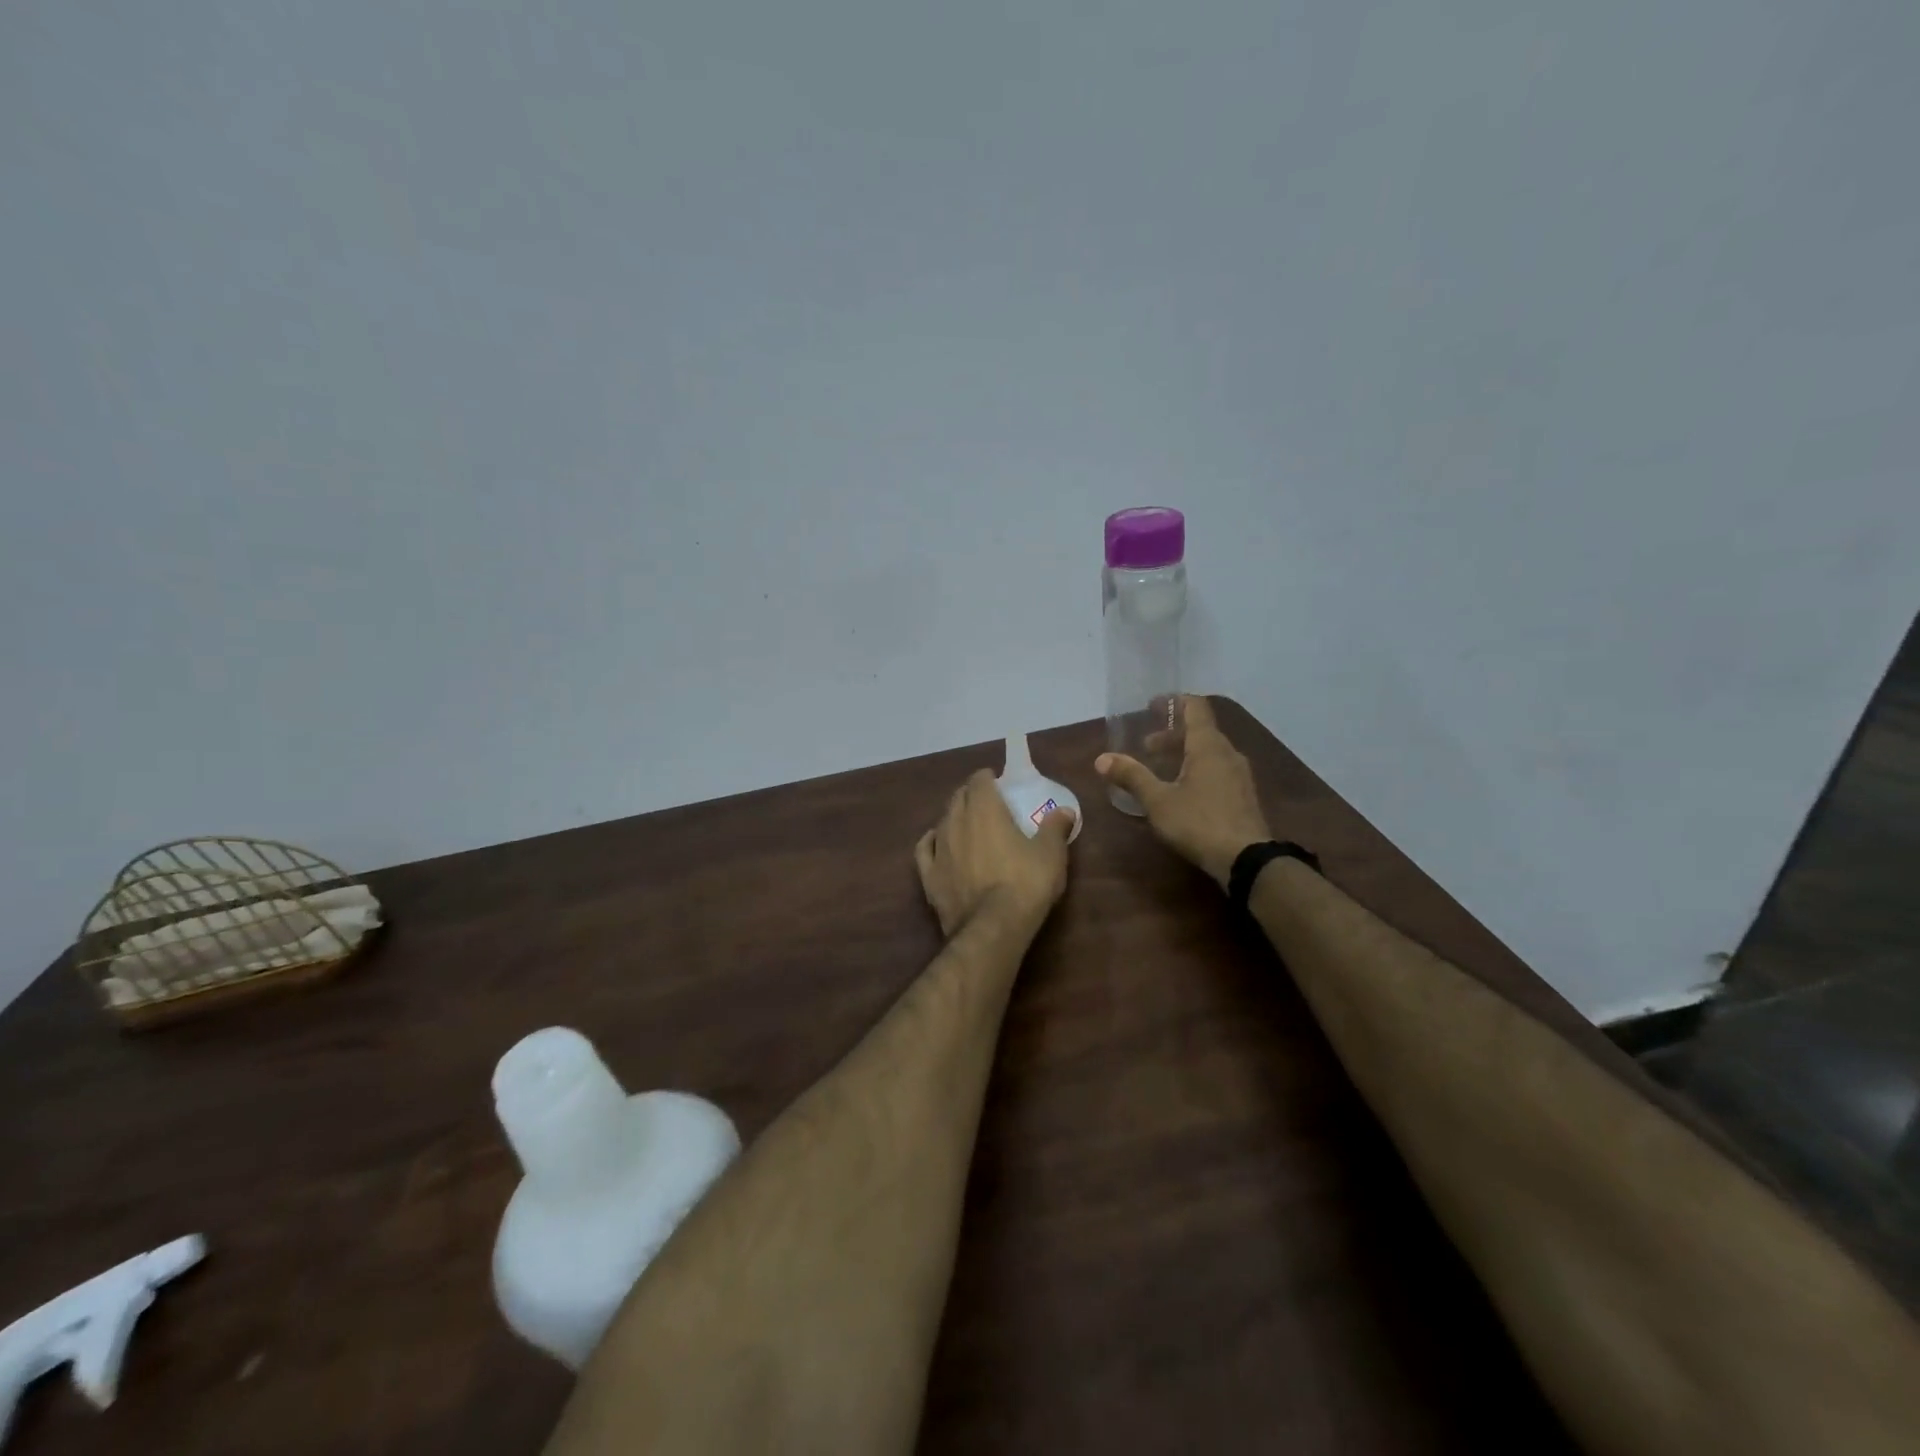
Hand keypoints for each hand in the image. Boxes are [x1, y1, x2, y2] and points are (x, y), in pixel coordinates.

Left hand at [915, 770, 1075, 937]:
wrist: (993, 927)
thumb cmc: (1025, 883)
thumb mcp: (1051, 854)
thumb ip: (1055, 827)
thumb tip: (1065, 810)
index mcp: (985, 810)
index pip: (979, 780)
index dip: (988, 778)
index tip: (998, 782)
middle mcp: (956, 822)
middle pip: (958, 797)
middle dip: (971, 794)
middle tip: (987, 802)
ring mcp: (939, 849)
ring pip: (942, 821)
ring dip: (953, 817)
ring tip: (966, 823)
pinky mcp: (929, 876)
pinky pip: (925, 849)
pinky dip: (932, 841)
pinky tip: (937, 843)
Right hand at [1096, 695, 1271, 888]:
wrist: (1247, 860)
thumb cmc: (1199, 823)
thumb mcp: (1158, 801)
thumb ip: (1132, 776)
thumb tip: (1101, 758)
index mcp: (1208, 746)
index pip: (1195, 707)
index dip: (1174, 701)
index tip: (1152, 706)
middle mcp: (1228, 753)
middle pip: (1201, 731)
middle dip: (1172, 734)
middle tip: (1147, 747)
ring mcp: (1240, 775)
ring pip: (1210, 752)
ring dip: (1185, 753)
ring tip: (1162, 769)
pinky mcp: (1244, 796)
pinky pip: (1218, 770)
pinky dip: (1198, 769)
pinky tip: (1184, 791)